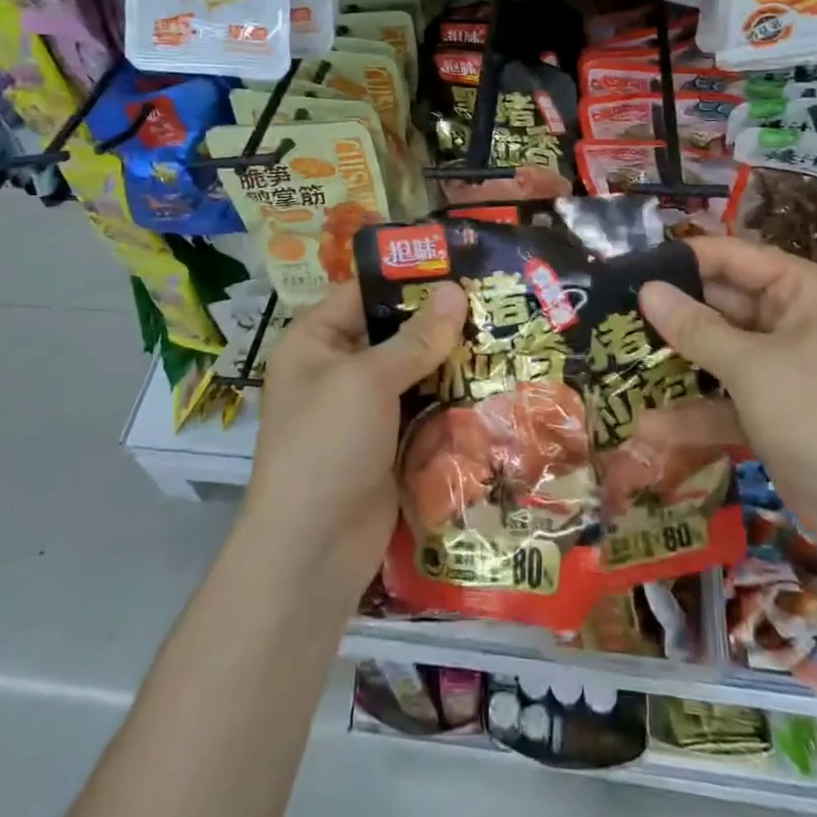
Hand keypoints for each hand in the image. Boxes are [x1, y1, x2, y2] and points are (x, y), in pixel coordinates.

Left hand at [243, 281, 467, 595]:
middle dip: (440, 322)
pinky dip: (451, 400)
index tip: (460, 264)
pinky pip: (424, 409)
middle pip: (394, 332)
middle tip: (494, 301)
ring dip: (452, 362)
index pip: (365, 292)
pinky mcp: (388, 443)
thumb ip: (415, 338)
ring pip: (415, 371)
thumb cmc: (327, 445)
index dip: (409, 277)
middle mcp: (337, 368)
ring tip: (504, 336)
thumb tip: (455, 291)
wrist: (312, 552)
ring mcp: (364, 409)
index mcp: (315, 341)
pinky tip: (493, 385)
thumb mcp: (368, 381)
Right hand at [638, 237, 816, 567]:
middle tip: (611, 316)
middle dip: (670, 314)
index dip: (680, 260)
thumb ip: (695, 328)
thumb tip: (645, 289)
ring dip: (675, 364)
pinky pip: (724, 401)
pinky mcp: (772, 414)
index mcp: (800, 292)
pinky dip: (693, 414)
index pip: (731, 258)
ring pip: (716, 355)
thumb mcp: (753, 368)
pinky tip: (648, 428)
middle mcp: (791, 322)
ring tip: (616, 362)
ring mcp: (781, 371)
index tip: (626, 268)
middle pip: (719, 305)